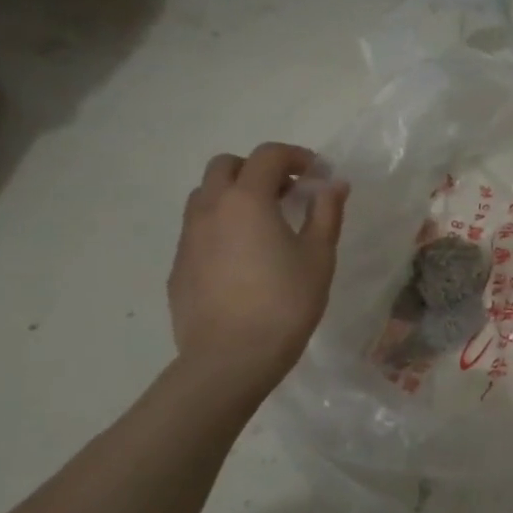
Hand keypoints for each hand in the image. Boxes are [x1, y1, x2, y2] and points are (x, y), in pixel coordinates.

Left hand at [167, 143, 347, 388]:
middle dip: (257, 170)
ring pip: (205, 196)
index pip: (268, 155)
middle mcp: (210, 208)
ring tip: (263, 224)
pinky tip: (243, 259)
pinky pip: (198, 229)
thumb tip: (333, 183)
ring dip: (234, 195)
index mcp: (247, 199)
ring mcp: (188, 237)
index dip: (295, 156)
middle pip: (226, 166)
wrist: (231, 357)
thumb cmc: (286, 302)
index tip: (316, 174)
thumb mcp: (319, 256)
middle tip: (287, 194)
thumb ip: (326, 212)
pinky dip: (221, 226)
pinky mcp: (179, 265)